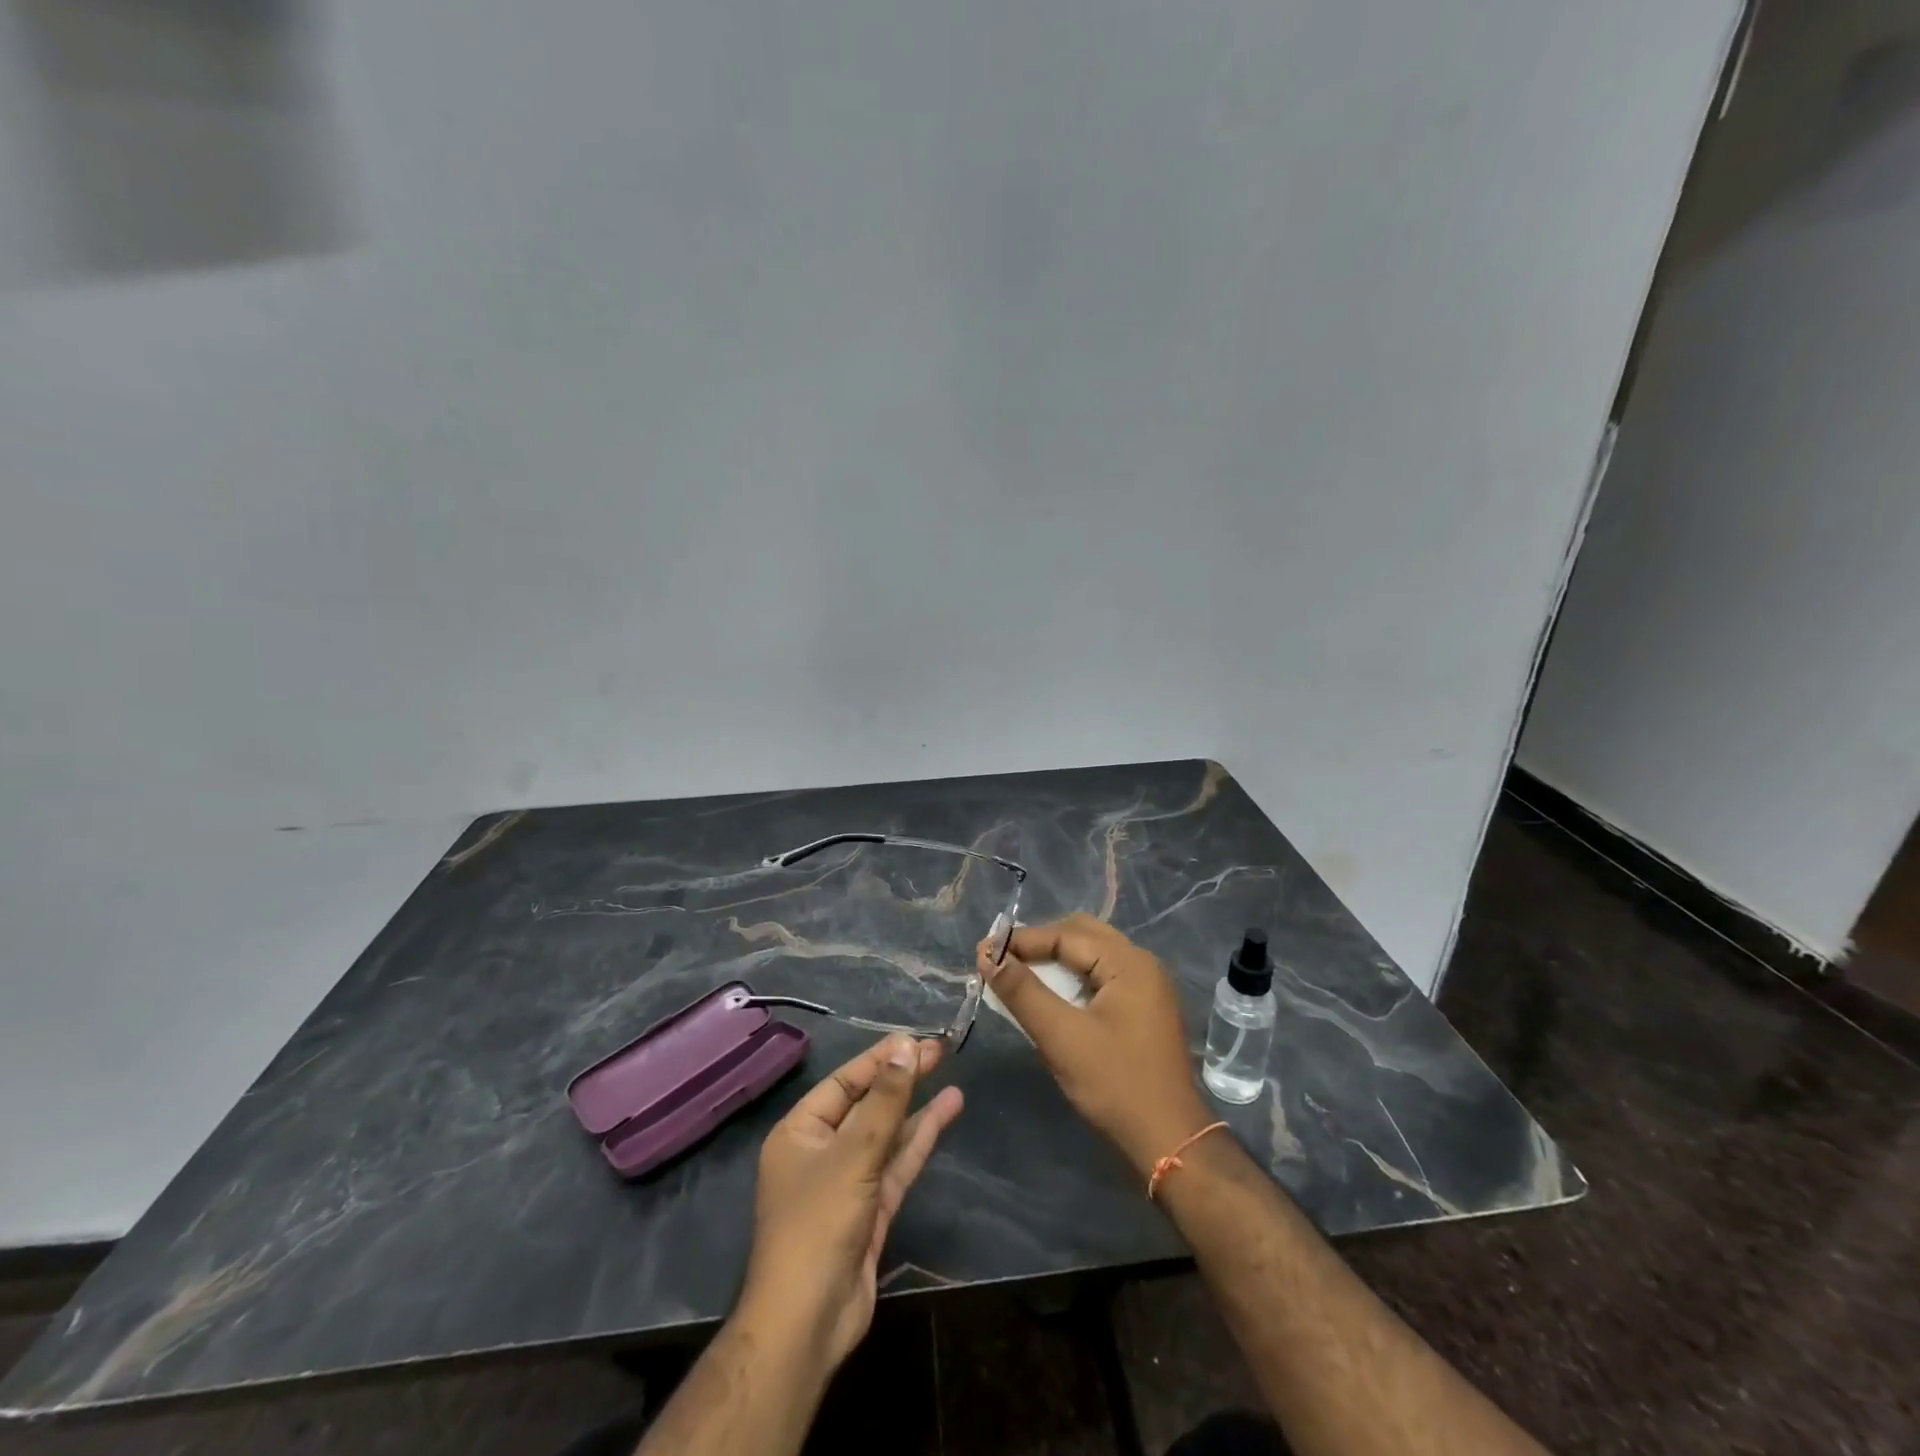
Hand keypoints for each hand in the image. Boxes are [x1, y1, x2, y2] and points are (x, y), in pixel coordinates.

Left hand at [740, 1034, 964, 1371]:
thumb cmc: (818, 1224)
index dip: (879, 1059)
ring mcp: (848, 1181)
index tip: (914, 1039)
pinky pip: (897, 1163)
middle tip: (938, 1050)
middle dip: (901, 1079)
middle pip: (868, 1104)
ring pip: (886, 1133)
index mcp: (800, 1132)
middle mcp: (821, 1150)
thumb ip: (884, 1101)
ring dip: (916, 1107)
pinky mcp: (871, 1209)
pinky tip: (945, 1111)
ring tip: (950, 1075)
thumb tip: (905, 1047)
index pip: (844, 1082)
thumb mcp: (853, 1154)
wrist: (809, 1322)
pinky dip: (920, 1138)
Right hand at [980, 914, 1212, 1177]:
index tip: (982, 950)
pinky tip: (1050, 995)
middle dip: (1039, 944)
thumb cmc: (1115, 1085)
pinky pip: (1102, 977)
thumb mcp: (1061, 1037)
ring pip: (1092, 956)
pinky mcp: (1144, 1009)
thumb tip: (987, 954)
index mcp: (1129, 963)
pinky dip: (1072, 978)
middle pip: (1082, 935)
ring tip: (1018, 973)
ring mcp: (1147, 987)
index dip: (1021, 940)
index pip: (1066, 935)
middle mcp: (1142, 964)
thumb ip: (1022, 991)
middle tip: (1001, 958)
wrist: (1170, 1141)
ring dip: (1055, 960)